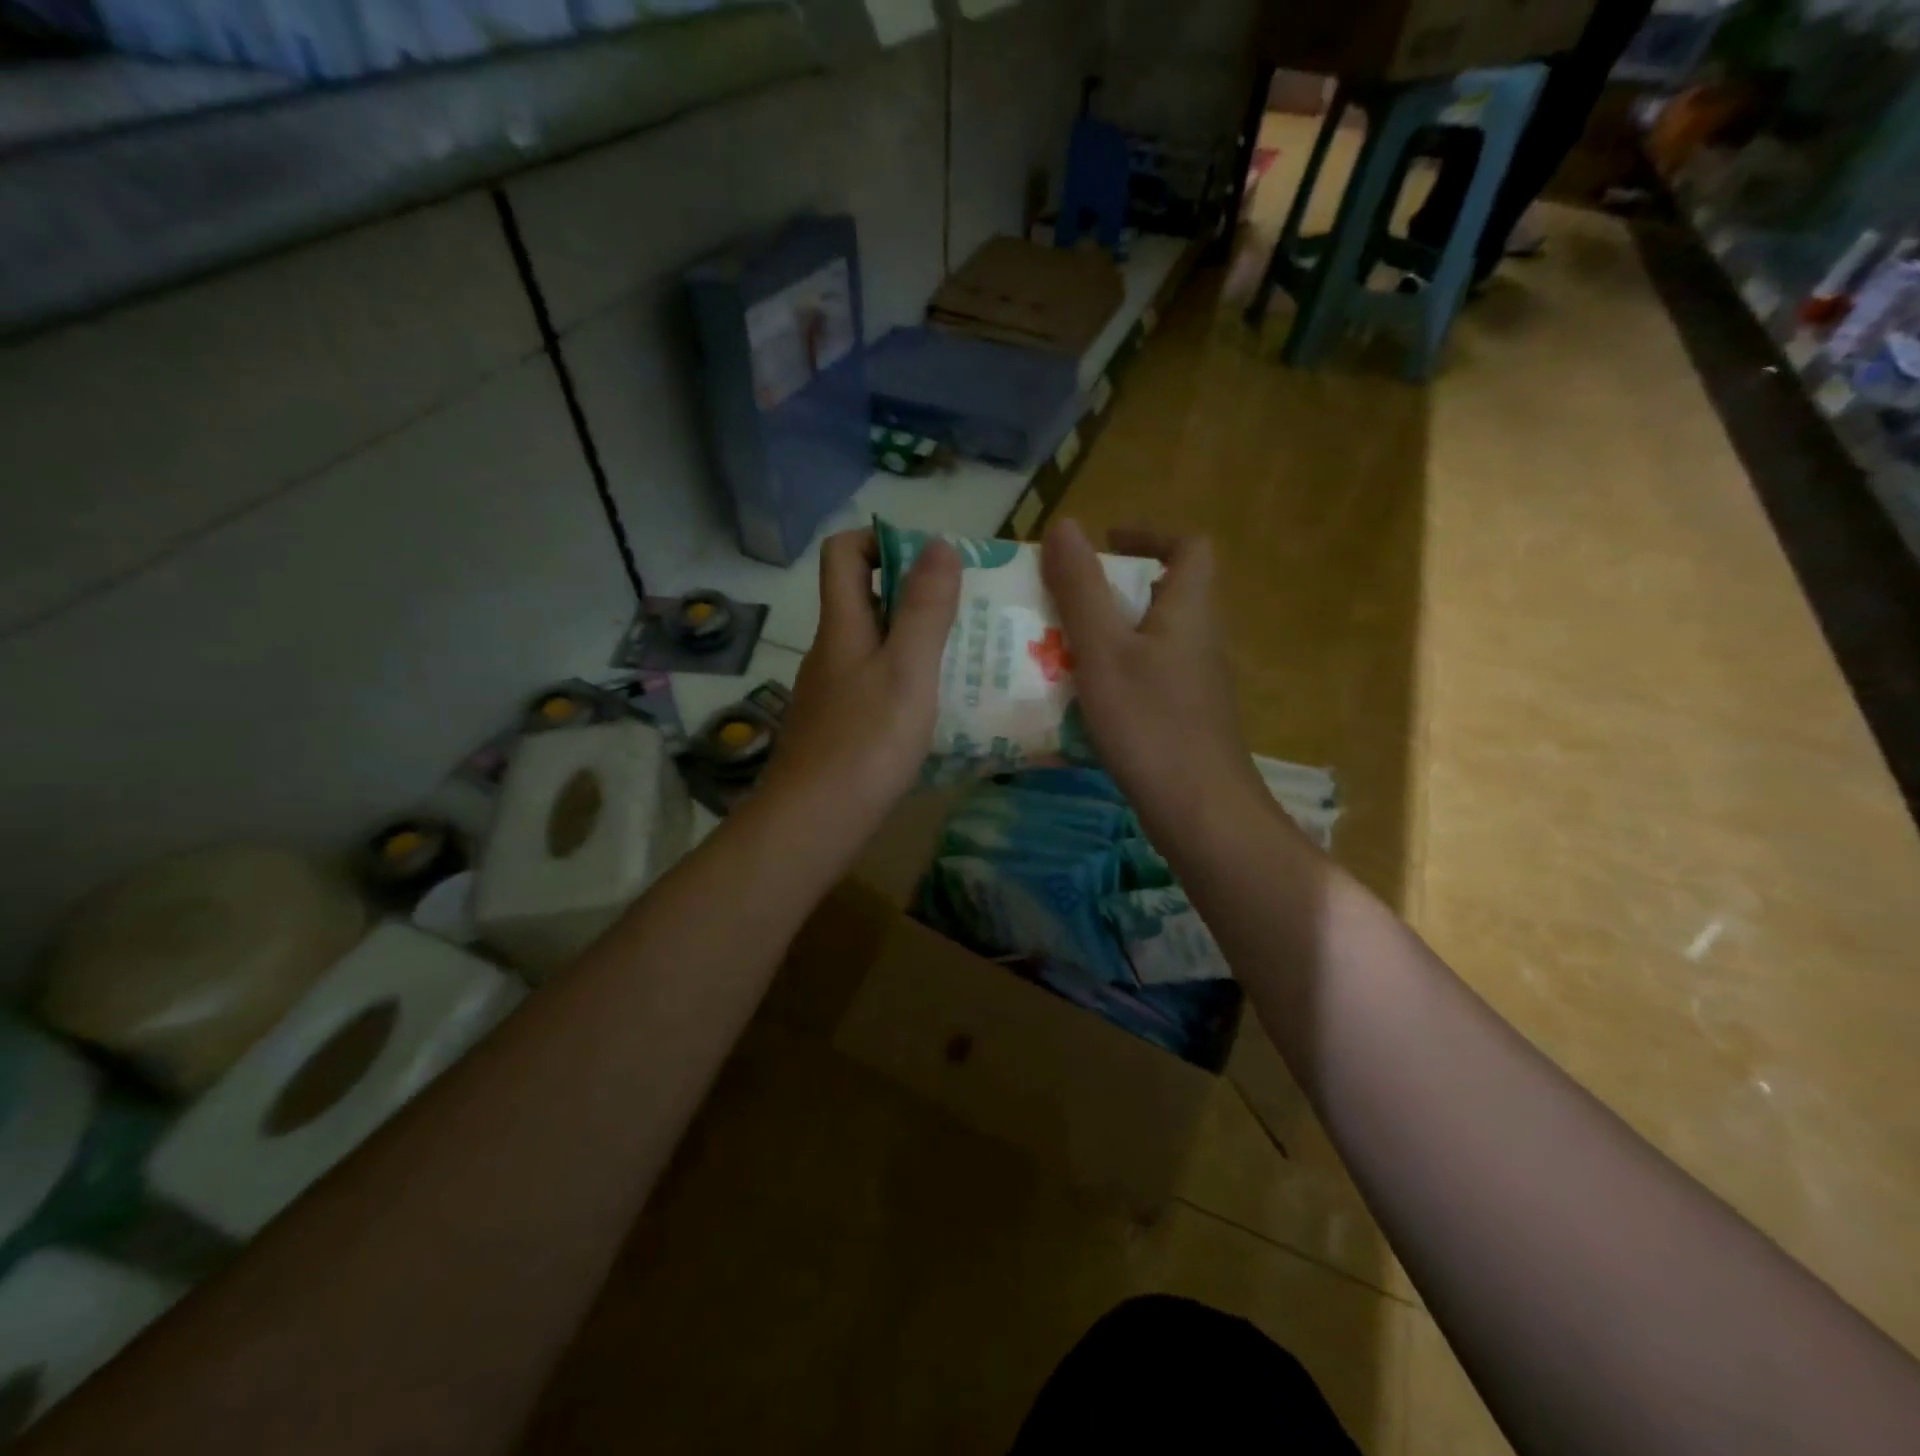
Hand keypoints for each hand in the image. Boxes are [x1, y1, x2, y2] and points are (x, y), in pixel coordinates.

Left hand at [760, 529, 959, 833]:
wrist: (813, 825)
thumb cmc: (865, 744)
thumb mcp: (907, 671)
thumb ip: (925, 609)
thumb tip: (938, 543)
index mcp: (842, 626)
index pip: (843, 552)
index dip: (882, 540)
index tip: (931, 561)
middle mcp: (832, 651)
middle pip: (865, 598)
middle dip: (916, 594)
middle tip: (969, 611)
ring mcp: (833, 693)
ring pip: (876, 646)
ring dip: (918, 642)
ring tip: (969, 658)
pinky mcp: (841, 728)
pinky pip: (878, 686)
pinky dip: (909, 684)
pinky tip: (941, 709)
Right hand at [1040, 518, 1265, 844]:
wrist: (1200, 811)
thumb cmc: (1151, 722)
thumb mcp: (1104, 650)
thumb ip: (1081, 589)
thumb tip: (1064, 525)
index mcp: (1188, 611)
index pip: (1189, 549)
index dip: (1151, 536)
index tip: (1106, 544)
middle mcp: (1199, 641)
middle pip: (1163, 596)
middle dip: (1112, 592)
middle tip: (1062, 603)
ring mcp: (1194, 685)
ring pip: (1150, 641)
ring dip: (1107, 637)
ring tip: (1055, 650)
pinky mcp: (1184, 720)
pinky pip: (1146, 680)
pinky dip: (1113, 677)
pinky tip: (1077, 702)